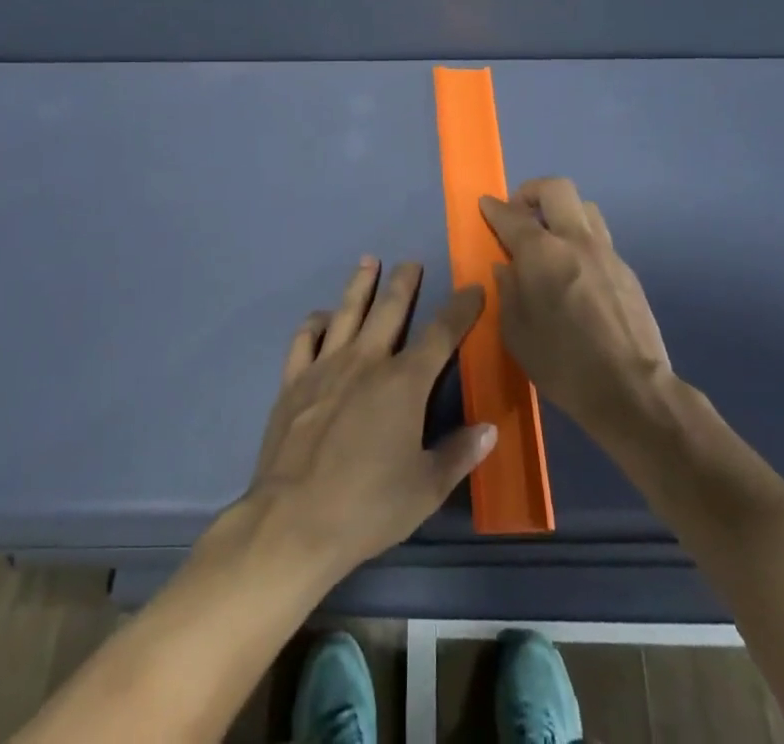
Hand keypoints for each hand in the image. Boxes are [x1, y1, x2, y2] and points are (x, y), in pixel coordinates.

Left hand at [243, 258, 495, 585]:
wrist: (293, 520)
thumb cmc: (368, 507)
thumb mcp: (425, 488)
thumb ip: (458, 454)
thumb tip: (490, 428)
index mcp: (404, 382)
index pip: (441, 334)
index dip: (460, 309)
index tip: (473, 289)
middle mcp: (366, 361)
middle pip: (389, 309)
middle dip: (404, 283)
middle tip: (411, 263)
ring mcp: (326, 366)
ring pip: (347, 312)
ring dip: (360, 285)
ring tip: (368, 262)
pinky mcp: (294, 381)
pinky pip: (305, 339)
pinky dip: (315, 322)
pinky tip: (321, 317)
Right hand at [479, 177, 675, 436]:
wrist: (632, 390)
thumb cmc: (564, 364)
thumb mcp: (517, 334)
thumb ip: (508, 291)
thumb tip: (506, 266)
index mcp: (542, 253)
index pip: (512, 215)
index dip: (494, 207)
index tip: (485, 205)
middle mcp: (576, 241)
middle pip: (556, 189)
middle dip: (532, 192)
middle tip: (520, 213)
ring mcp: (607, 253)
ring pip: (584, 209)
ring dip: (562, 213)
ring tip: (550, 240)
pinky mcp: (627, 272)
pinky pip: (600, 240)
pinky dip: (581, 243)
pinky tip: (576, 274)